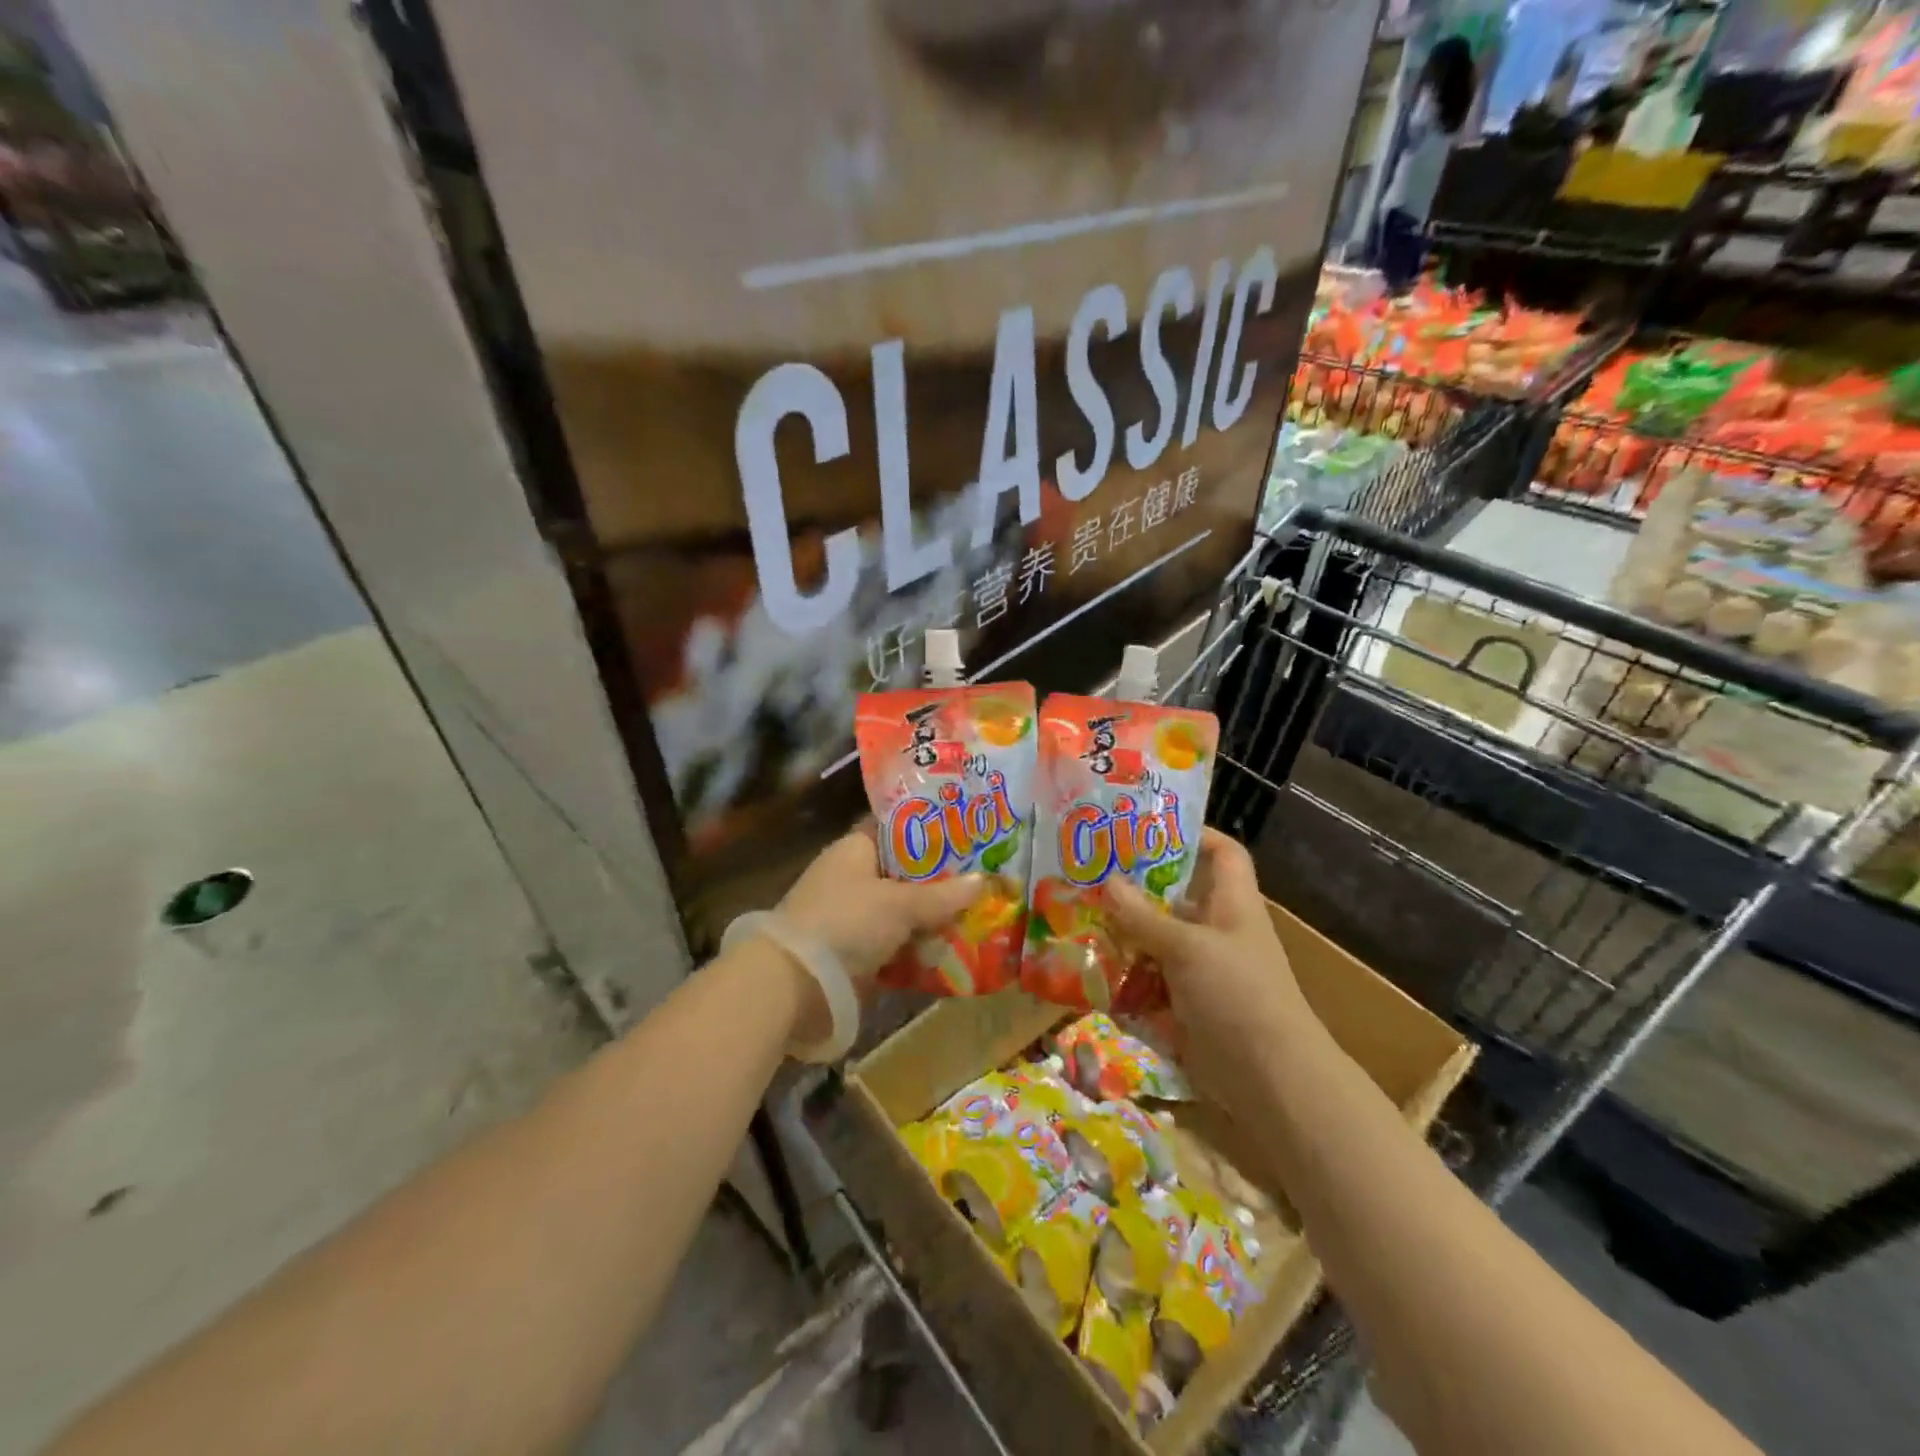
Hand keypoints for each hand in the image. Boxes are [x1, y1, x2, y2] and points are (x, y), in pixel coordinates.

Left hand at [772, 827, 984, 1041]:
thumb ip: (941, 895)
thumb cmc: (846, 922)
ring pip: (902, 911)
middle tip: (984, 876)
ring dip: (932, 917)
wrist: (794, 983)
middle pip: (904, 872)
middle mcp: (852, 877)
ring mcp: (852, 917)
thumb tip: (983, 882)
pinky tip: (953, 949)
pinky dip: (919, 948)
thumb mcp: (899, 904)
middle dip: (940, 879)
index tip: (966, 831)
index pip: (896, 828)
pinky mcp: (855, 953)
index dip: (929, 828)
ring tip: (979, 913)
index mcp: (855, 849)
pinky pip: (896, 944)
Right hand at [1103, 828, 1318, 1107]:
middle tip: (1089, 874)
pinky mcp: (1185, 1005)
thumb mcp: (1188, 948)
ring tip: (1075, 919)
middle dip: (1135, 888)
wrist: (1270, 1080)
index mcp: (1232, 904)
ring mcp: (1200, 971)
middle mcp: (1216, 931)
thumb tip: (1107, 882)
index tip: (1147, 828)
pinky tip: (1086, 971)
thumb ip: (1144, 917)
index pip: (1223, 853)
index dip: (1194, 835)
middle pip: (1175, 897)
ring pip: (1155, 941)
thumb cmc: (1239, 994)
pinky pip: (1147, 981)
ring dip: (1121, 935)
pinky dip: (1122, 977)